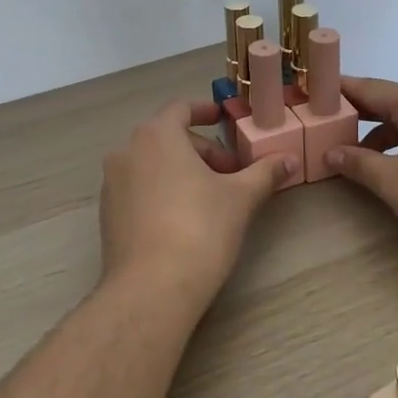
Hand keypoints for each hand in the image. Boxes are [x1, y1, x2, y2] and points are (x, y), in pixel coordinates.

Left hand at [98, 100, 297, 311]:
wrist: (150, 289)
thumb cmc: (199, 230)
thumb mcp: (240, 198)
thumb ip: (264, 172)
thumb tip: (290, 159)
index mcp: (156, 135)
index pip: (181, 109)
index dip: (205, 111)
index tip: (223, 119)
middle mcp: (127, 151)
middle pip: (168, 138)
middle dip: (202, 151)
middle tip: (231, 174)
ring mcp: (112, 183)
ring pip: (152, 164)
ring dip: (182, 171)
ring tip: (211, 198)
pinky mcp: (107, 214)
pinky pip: (138, 189)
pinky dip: (161, 191)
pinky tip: (183, 220)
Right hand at [324, 77, 397, 263]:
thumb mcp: (393, 182)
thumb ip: (358, 163)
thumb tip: (331, 151)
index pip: (367, 87)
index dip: (337, 90)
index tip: (310, 93)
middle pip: (387, 101)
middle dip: (355, 114)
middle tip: (322, 125)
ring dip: (378, 134)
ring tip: (353, 154)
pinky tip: (392, 169)